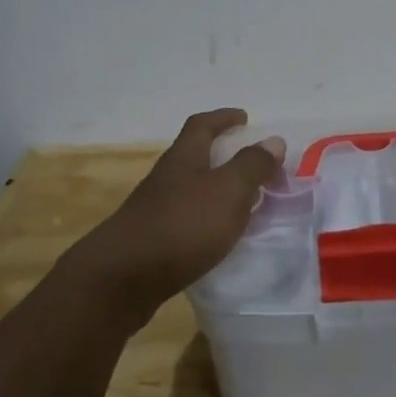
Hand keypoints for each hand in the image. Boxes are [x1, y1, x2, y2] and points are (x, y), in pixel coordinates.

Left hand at [63, 109, 285, 325]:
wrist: (122, 278)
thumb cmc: (181, 226)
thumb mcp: (227, 191)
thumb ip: (252, 166)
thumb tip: (273, 140)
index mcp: (184, 158)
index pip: (202, 125)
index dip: (224, 118)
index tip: (244, 118)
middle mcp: (167, 178)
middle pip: (196, 157)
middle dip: (225, 157)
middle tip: (255, 167)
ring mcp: (156, 210)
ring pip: (193, 190)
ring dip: (219, 191)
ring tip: (246, 205)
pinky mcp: (152, 240)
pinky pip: (188, 220)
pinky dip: (208, 220)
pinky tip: (220, 238)